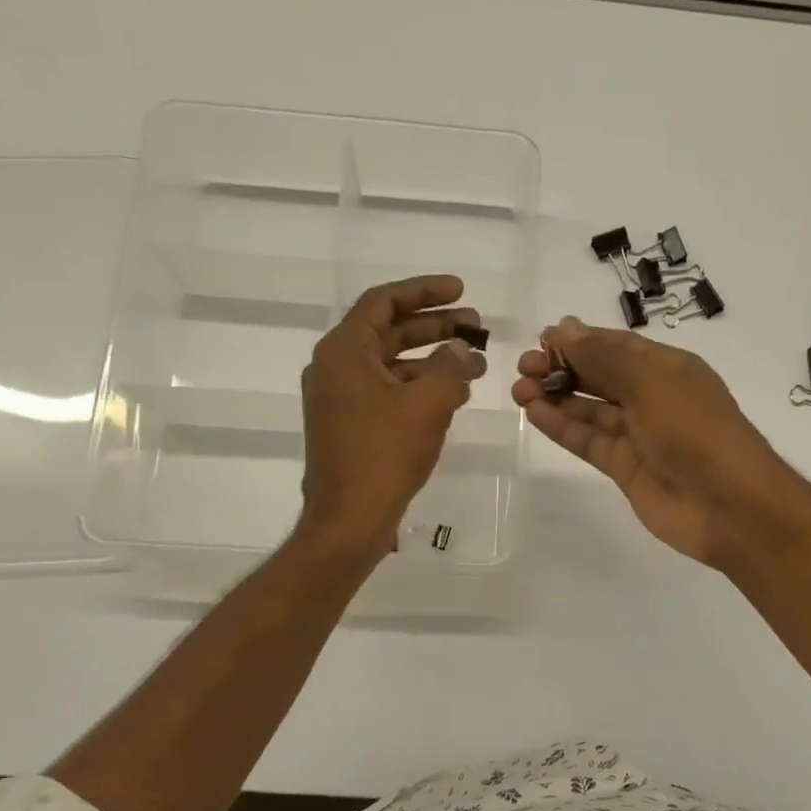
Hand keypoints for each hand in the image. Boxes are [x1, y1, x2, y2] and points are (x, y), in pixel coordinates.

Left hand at [298, 275, 485, 557]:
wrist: (349, 519)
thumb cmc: (385, 455)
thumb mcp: (428, 404)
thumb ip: (450, 367)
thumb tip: (462, 351)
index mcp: (344, 350)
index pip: (384, 301)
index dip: (425, 291)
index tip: (461, 291)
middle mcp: (335, 367)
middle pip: (389, 332)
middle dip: (435, 327)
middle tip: (476, 326)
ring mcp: (339, 399)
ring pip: (391, 365)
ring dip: (432, 362)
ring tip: (474, 365)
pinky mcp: (348, 426)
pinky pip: (387, 393)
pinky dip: (418, 389)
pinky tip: (453, 397)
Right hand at [510, 316, 810, 567]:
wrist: (727, 505)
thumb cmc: (694, 431)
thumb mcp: (651, 382)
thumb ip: (605, 357)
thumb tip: (565, 329)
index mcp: (668, 369)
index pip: (617, 347)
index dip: (580, 341)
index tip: (542, 339)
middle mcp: (653, 398)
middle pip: (600, 376)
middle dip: (563, 368)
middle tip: (524, 367)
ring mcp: (639, 436)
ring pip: (590, 410)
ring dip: (556, 397)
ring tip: (518, 389)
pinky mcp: (626, 469)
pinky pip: (589, 441)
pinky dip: (563, 427)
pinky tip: (534, 413)